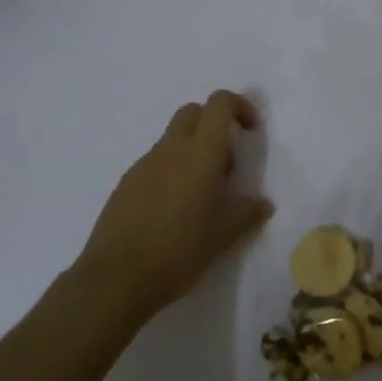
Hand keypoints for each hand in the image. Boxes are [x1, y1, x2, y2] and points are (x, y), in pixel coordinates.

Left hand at [73, 91, 273, 316]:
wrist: (117, 276)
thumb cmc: (180, 250)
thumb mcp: (224, 235)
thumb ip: (247, 213)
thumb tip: (263, 203)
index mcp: (201, 153)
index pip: (219, 103)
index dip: (239, 107)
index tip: (250, 131)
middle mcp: (171, 148)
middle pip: (193, 112)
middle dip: (214, 125)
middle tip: (226, 165)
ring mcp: (144, 163)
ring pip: (173, 139)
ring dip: (192, 153)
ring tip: (201, 198)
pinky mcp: (126, 182)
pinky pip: (155, 163)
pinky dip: (171, 172)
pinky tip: (173, 211)